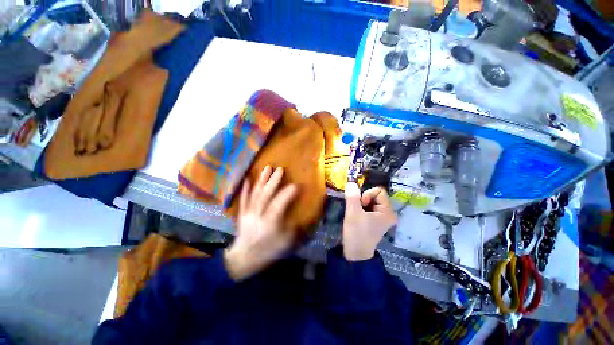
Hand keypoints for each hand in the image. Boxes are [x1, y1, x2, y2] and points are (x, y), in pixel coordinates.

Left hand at [224, 166, 297, 280]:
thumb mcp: (286, 243)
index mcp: (270, 222)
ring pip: (255, 193)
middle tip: (280, 169)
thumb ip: (297, 229)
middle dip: (274, 181)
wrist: (244, 259)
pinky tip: (247, 178)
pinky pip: (244, 198)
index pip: (280, 204)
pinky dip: (245, 188)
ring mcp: (249, 212)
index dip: (288, 194)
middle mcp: (258, 214)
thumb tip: (308, 219)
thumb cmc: (268, 251)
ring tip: (267, 168)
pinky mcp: (242, 213)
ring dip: (262, 180)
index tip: (297, 185)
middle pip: (266, 195)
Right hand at [342, 182, 396, 260]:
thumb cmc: (356, 233)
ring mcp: (382, 217)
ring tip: (356, 213)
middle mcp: (388, 213)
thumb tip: (351, 182)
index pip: (379, 191)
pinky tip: (357, 215)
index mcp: (388, 211)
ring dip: (361, 203)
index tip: (360, 205)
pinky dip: (361, 207)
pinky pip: (369, 206)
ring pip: (371, 200)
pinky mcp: (376, 220)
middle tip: (357, 210)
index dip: (367, 195)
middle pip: (375, 195)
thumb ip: (352, 196)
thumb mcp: (353, 213)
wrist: (355, 253)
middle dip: (363, 199)